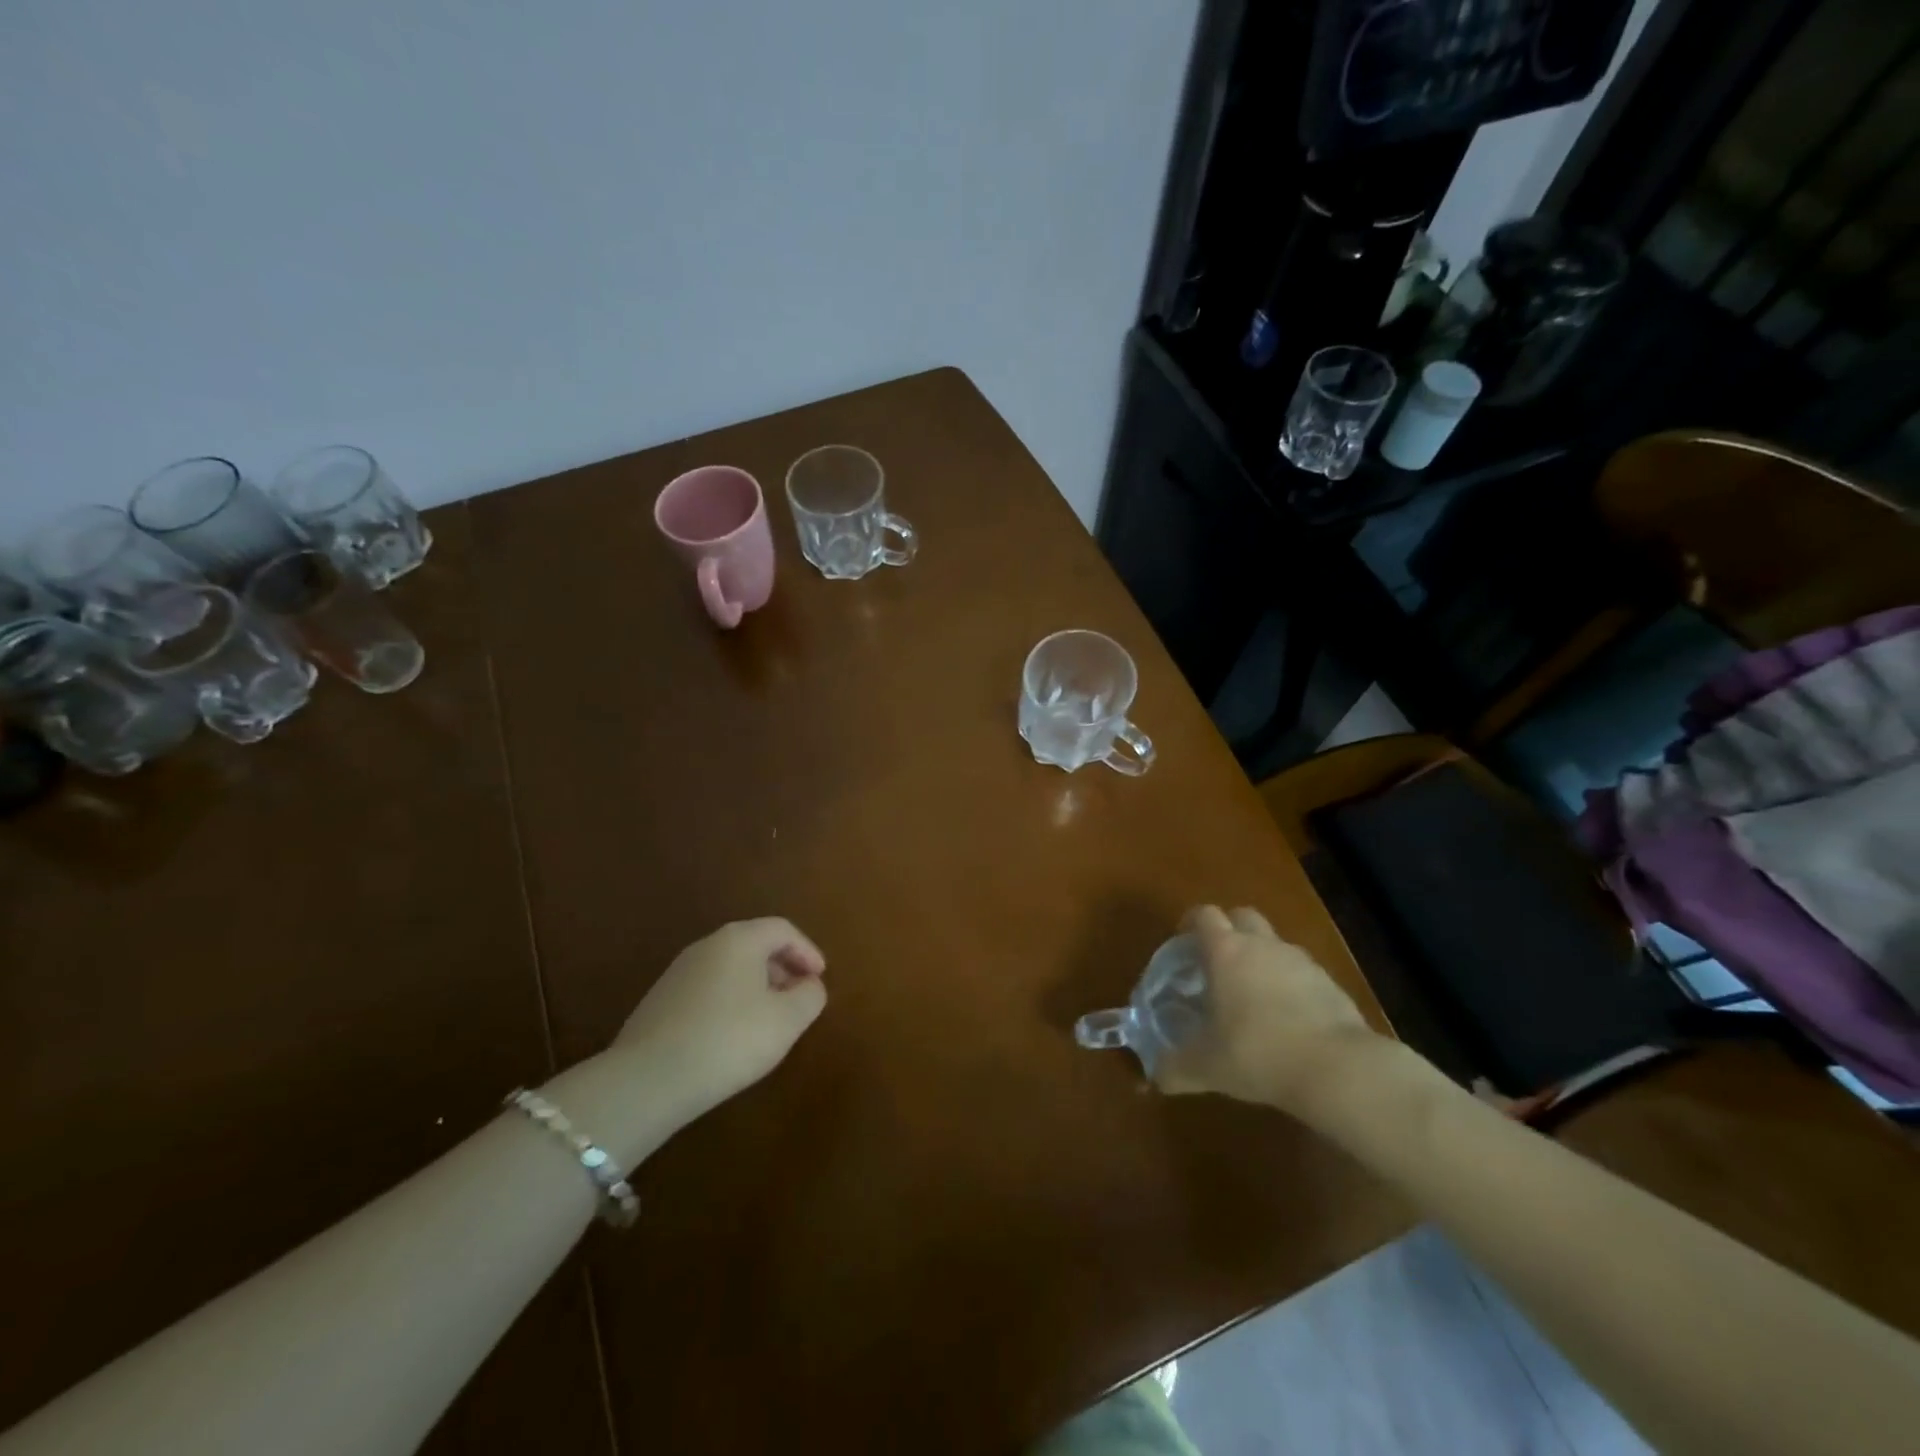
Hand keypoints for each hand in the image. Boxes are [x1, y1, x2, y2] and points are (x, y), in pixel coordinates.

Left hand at [610, 917, 827, 1125]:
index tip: (820, 978)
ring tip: (770, 1019)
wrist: (647, 1080)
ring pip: (730, 968)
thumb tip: (810, 985)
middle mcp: (707, 946)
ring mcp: (678, 972)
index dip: (807, 951)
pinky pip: (708, 989)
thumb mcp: (787, 1021)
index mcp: (739, 940)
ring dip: (757, 986)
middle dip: (783, 968)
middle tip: (799, 997)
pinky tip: (733, 1036)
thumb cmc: (729, 1040)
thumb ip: (809, 996)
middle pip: (754, 945)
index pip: (782, 930)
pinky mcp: (660, 1001)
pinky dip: (731, 1001)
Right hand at [1154, 904, 1381, 1120]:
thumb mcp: (1206, 1066)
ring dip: (1261, 958)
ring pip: (1274, 943)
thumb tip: (1156, 1075)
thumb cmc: (1257, 1053)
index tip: (1183, 943)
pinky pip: (1302, 972)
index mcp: (1225, 951)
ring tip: (1252, 994)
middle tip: (1217, 961)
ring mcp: (1300, 961)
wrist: (1338, 1069)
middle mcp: (1262, 945)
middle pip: (1242, 916)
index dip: (1191, 923)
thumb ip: (1175, 1067)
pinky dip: (1290, 985)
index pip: (1204, 915)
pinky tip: (1287, 1019)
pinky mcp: (1331, 983)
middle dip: (1229, 930)